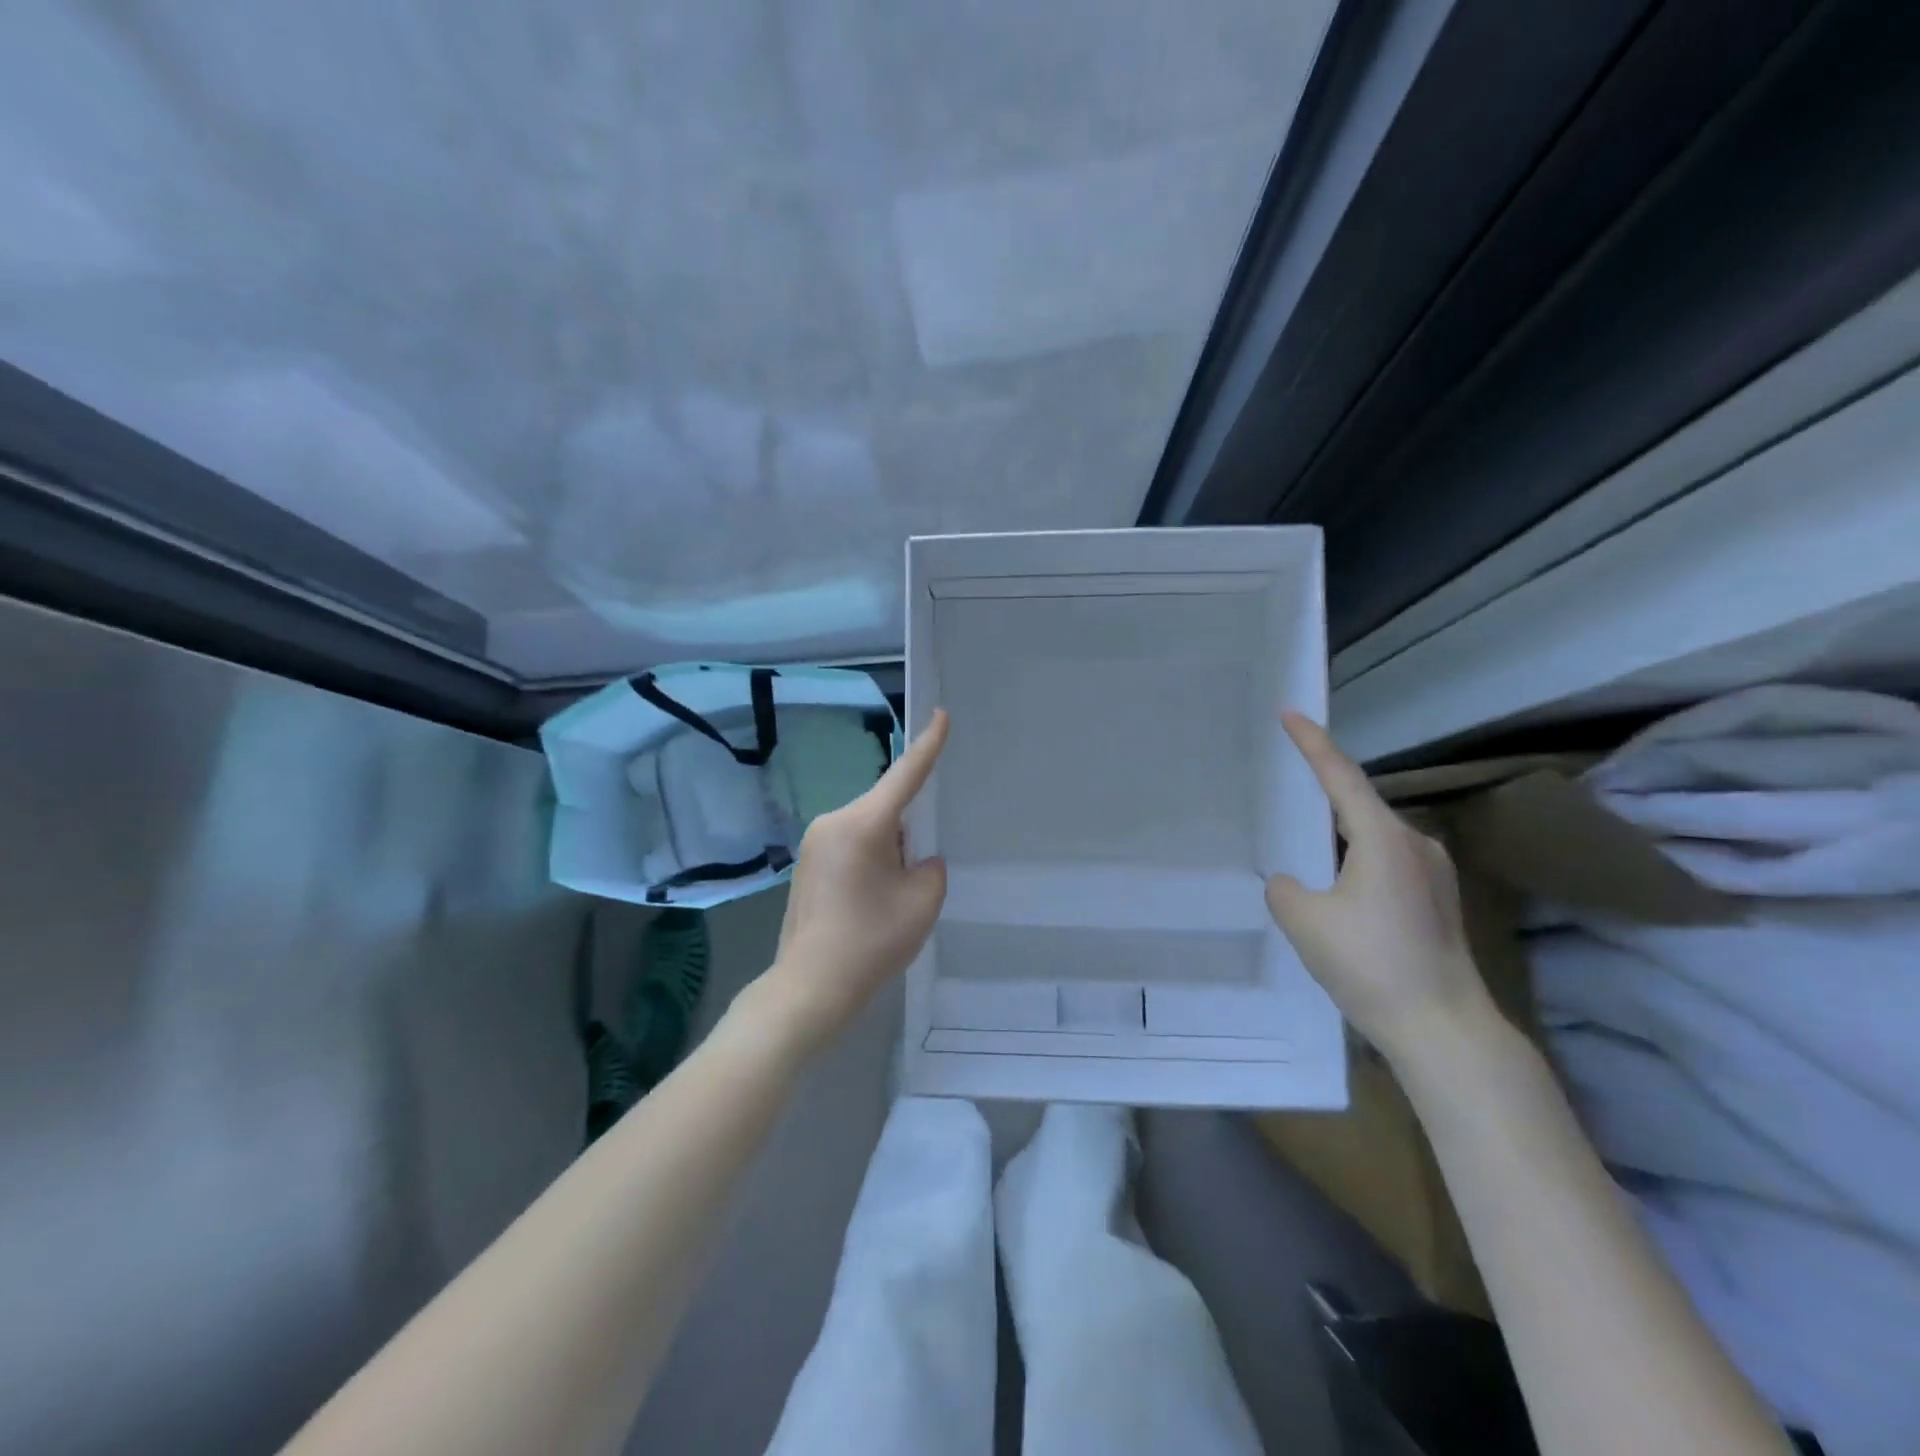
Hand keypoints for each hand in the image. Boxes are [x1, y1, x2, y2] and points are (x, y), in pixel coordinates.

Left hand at [757, 709, 949, 1055]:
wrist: (809, 987)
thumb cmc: (871, 942)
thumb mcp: (922, 902)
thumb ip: (930, 868)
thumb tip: (915, 860)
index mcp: (863, 823)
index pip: (905, 774)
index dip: (928, 745)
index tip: (940, 715)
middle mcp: (834, 821)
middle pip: (886, 809)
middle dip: (907, 834)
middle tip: (912, 881)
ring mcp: (814, 842)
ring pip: (868, 830)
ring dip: (887, 851)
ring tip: (886, 901)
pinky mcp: (805, 864)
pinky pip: (849, 847)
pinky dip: (868, 862)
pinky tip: (867, 904)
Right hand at [1265, 712, 1494, 1066]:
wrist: (1443, 1028)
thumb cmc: (1370, 965)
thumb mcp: (1304, 921)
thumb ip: (1285, 888)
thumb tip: (1296, 883)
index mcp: (1383, 838)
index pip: (1340, 776)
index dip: (1311, 742)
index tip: (1289, 712)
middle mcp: (1415, 844)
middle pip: (1359, 804)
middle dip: (1324, 793)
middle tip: (1289, 785)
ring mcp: (1434, 873)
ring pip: (1374, 837)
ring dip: (1340, 836)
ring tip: (1308, 847)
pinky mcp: (1439, 900)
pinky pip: (1388, 862)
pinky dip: (1358, 861)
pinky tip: (1340, 889)